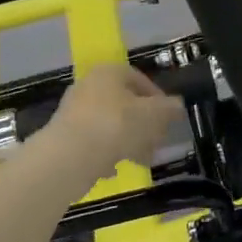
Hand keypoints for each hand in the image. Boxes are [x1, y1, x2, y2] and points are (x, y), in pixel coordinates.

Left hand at [47, 63, 180, 171]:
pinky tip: (116, 168)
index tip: (169, 119)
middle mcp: (89, 86)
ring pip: (110, 124)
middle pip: (125, 103)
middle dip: (145, 123)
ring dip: (128, 140)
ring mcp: (74, 112)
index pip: (140, 80)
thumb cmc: (117, 125)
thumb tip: (177, 106)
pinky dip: (106, 152)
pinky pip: (93, 142)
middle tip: (158, 140)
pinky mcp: (65, 136)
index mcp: (110, 72)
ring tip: (143, 159)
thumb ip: (169, 108)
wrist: (70, 156)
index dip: (159, 99)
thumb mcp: (154, 114)